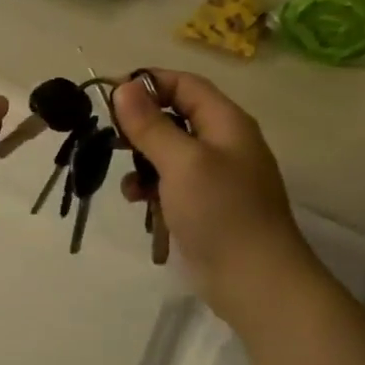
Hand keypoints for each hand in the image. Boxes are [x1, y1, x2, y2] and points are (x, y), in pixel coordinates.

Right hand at [111, 70, 316, 302]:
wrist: (254, 281)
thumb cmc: (220, 212)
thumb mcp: (182, 162)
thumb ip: (150, 124)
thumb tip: (124, 88)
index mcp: (225, 123)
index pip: (184, 84)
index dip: (147, 83)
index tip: (109, 96)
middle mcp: (221, 143)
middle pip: (174, 116)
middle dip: (139, 125)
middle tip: (109, 137)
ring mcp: (213, 176)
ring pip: (167, 152)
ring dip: (141, 160)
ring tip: (126, 178)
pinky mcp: (202, 205)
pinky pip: (169, 183)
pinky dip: (150, 187)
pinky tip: (137, 201)